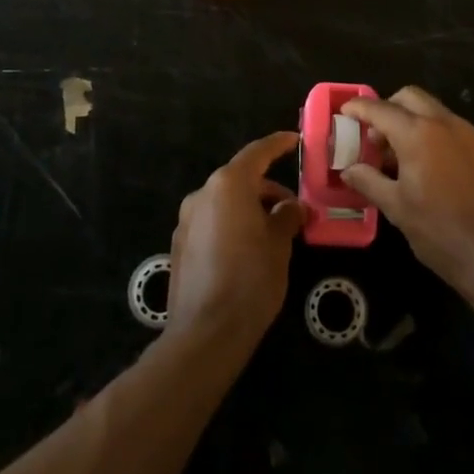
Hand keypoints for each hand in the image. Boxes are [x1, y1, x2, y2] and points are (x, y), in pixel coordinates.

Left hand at [166, 133, 306, 342]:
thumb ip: (286, 217)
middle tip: (293, 209)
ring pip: (225, 203)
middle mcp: (202, 194)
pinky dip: (232, 225)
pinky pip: (212, 223)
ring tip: (274, 233)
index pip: (256, 153)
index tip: (293, 139)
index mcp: (228, 185)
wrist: (206, 334)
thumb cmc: (250, 280)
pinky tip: (249, 251)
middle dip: (267, 190)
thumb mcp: (279, 245)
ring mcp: (186, 220)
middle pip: (239, 180)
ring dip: (249, 209)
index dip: (277, 144)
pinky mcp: (180, 246)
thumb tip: (292, 207)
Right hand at [341, 87, 473, 300]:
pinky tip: (426, 164)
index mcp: (418, 134)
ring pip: (432, 109)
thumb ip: (369, 181)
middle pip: (409, 97)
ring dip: (411, 119)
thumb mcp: (397, 208)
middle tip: (374, 135)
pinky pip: (450, 126)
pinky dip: (431, 132)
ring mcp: (468, 133)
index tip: (344, 112)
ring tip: (398, 154)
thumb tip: (349, 169)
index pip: (380, 109)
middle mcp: (444, 123)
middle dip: (387, 108)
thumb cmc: (441, 233)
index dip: (359, 107)